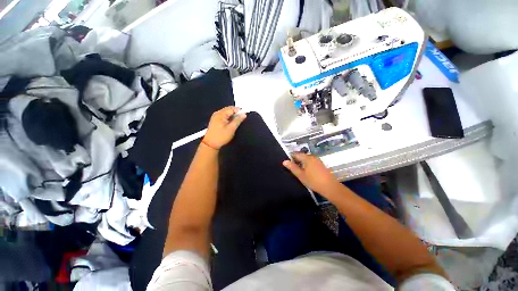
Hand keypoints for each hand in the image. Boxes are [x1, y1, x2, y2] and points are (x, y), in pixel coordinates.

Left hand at [202, 107, 246, 149]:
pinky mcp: (215, 121)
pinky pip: (224, 116)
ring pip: (226, 113)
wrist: (210, 144)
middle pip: (229, 109)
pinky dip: (229, 118)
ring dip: (233, 115)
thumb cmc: (221, 136)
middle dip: (236, 113)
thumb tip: (244, 114)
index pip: (232, 108)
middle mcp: (217, 113)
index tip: (245, 115)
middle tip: (242, 118)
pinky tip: (232, 122)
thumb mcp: (231, 128)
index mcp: (220, 114)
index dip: (239, 111)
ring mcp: (215, 117)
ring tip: (238, 121)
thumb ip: (238, 120)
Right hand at [283, 153, 341, 194]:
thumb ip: (292, 167)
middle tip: (294, 169)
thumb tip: (284, 161)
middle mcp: (312, 157)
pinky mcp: (321, 164)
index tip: (288, 164)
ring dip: (302, 163)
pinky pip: (311, 162)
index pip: (296, 154)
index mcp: (307, 158)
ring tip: (300, 171)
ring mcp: (317, 160)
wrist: (330, 187)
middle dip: (296, 161)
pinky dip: (307, 165)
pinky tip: (307, 172)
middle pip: (301, 156)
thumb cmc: (313, 181)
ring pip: (306, 159)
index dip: (291, 158)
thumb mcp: (300, 175)